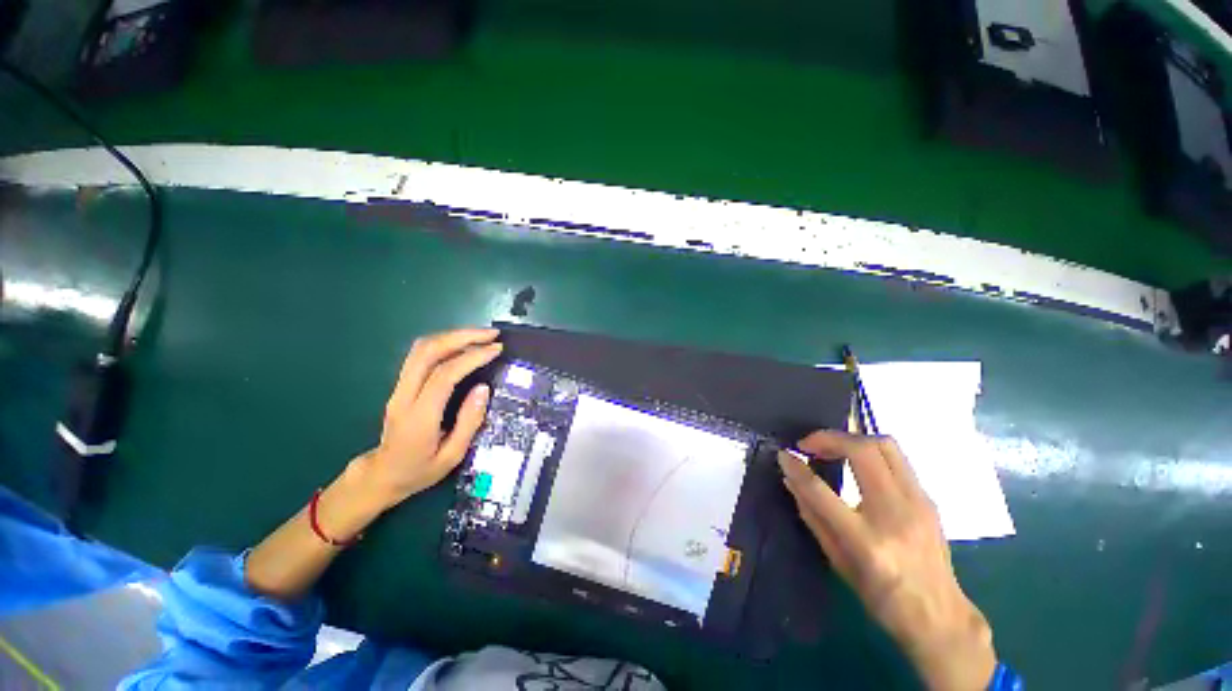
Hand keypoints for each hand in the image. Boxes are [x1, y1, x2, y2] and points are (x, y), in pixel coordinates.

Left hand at [352, 327, 501, 510]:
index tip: (497, 349)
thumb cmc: (420, 470)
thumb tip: (483, 388)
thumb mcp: (452, 456)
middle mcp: (404, 395)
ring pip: (421, 349)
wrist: (382, 475)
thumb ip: (469, 422)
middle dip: (462, 337)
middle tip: (492, 335)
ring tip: (481, 336)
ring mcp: (398, 387)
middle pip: (428, 352)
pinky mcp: (400, 384)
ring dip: (453, 336)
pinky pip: (419, 354)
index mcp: (419, 416)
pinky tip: (463, 344)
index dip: (472, 357)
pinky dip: (444, 342)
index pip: (444, 375)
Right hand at [778, 431, 995, 690]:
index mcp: (867, 541)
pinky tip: (857, 463)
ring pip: (885, 445)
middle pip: (862, 451)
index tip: (783, 454)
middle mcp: (895, 514)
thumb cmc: (882, 597)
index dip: (797, 468)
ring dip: (852, 438)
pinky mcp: (928, 498)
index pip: (821, 491)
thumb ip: (812, 515)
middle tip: (809, 445)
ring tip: (832, 448)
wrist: (940, 616)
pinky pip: (897, 459)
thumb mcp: (838, 562)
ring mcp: (918, 502)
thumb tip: (790, 479)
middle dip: (828, 438)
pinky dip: (870, 451)